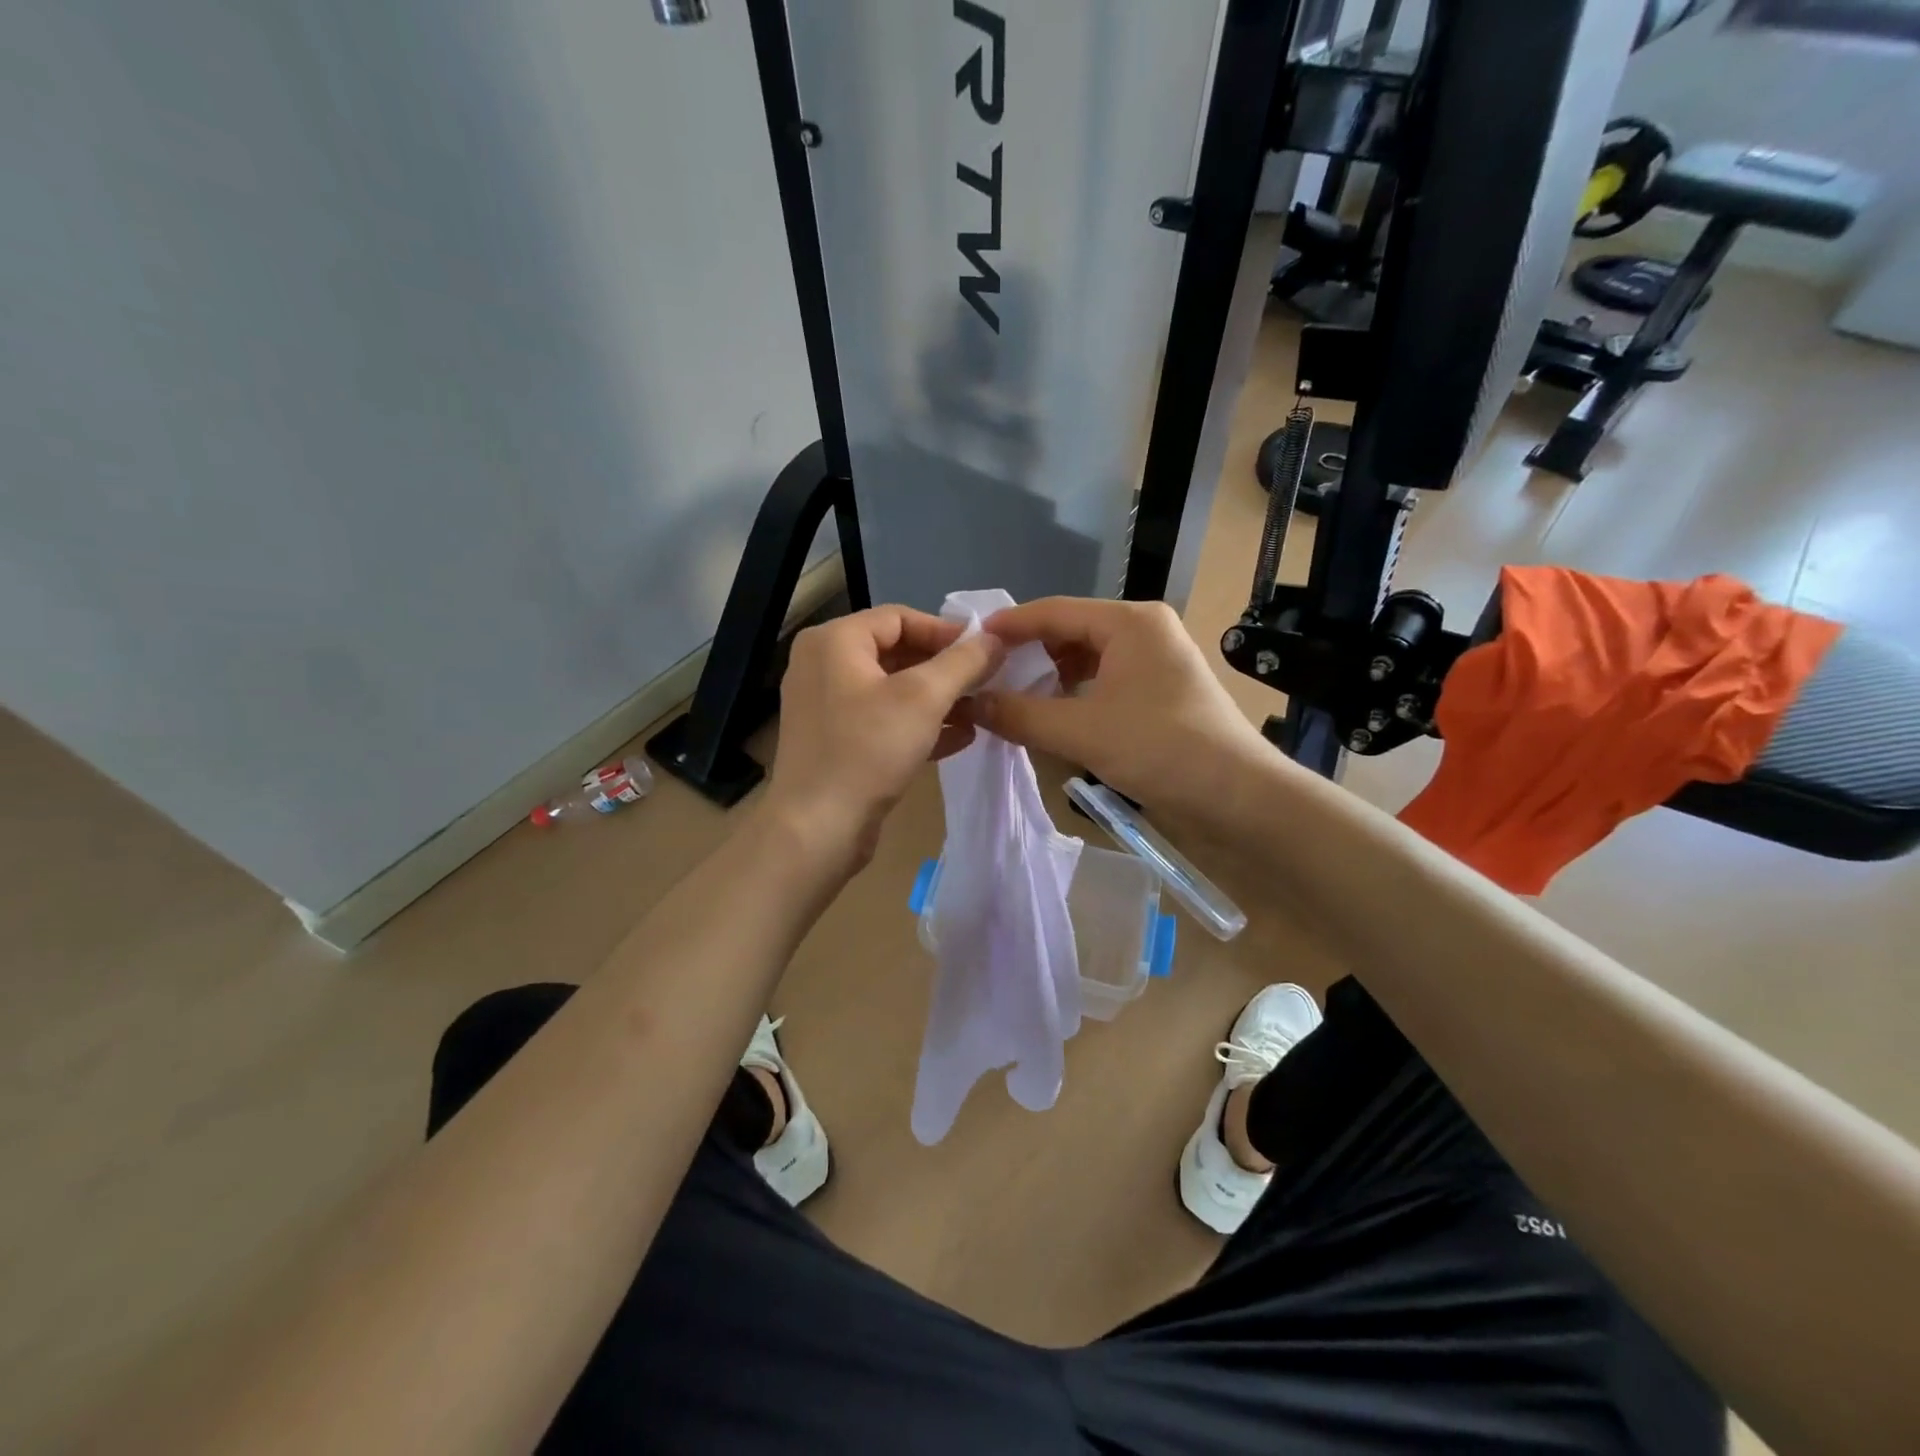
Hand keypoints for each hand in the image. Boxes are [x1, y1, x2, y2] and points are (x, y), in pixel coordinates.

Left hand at [763, 605, 1003, 871]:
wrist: (817, 829)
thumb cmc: (868, 750)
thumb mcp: (924, 698)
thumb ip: (964, 662)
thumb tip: (995, 638)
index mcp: (834, 641)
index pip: (899, 617)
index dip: (946, 632)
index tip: (986, 652)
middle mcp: (824, 666)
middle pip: (896, 652)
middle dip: (945, 669)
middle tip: (986, 682)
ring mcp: (827, 707)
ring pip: (893, 690)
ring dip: (938, 699)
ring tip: (979, 711)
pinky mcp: (836, 742)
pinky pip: (883, 721)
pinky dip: (918, 725)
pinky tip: (959, 738)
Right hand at [974, 597, 1269, 815]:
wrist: (1240, 797)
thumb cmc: (1161, 750)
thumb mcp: (1081, 732)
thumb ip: (1022, 714)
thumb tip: (973, 703)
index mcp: (1129, 622)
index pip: (1054, 611)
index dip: (1009, 627)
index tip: (968, 643)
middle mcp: (1144, 630)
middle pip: (1071, 632)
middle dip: (1029, 655)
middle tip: (987, 677)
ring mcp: (1156, 661)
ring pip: (1087, 659)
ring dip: (1050, 678)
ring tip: (1013, 699)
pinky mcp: (1161, 692)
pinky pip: (1105, 681)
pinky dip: (1075, 696)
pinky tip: (1052, 717)